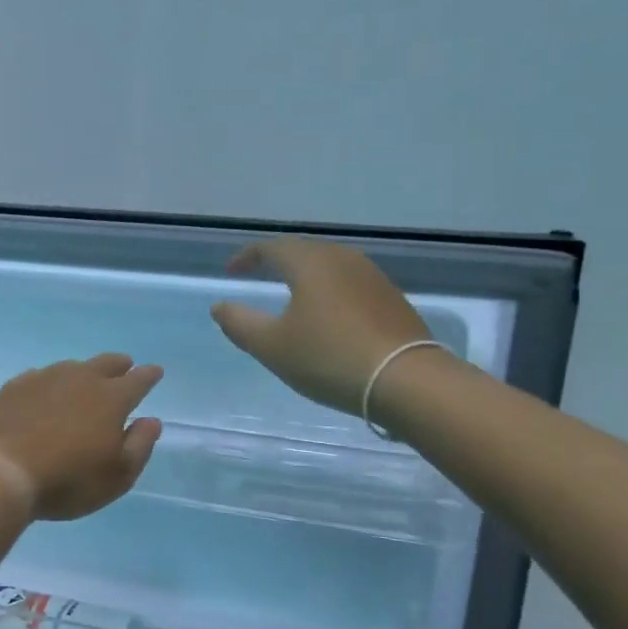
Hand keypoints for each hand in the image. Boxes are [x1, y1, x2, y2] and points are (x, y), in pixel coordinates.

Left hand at [0, 354, 163, 520]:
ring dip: (83, 372)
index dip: (149, 376)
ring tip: (84, 381)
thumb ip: (140, 445)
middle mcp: (80, 379)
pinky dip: (49, 383)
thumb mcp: (118, 475)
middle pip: (105, 364)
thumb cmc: (68, 479)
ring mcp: (43, 379)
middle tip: (124, 366)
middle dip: (119, 365)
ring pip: (71, 367)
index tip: (155, 371)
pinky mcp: (13, 388)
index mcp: (111, 398)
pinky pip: (39, 377)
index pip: (138, 380)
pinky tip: (44, 392)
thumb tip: (151, 421)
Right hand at [210, 239, 429, 416]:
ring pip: (329, 266)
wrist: (407, 380)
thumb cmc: (329, 358)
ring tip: (292, 297)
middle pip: (303, 251)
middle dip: (278, 262)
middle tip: (261, 277)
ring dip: (306, 276)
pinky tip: (329, 316)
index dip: (247, 257)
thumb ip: (240, 323)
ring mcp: (372, 277)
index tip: (232, 272)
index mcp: (310, 263)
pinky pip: (350, 284)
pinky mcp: (391, 298)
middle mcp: (342, 259)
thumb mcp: (272, 346)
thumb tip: (219, 306)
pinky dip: (330, 292)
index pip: (271, 248)